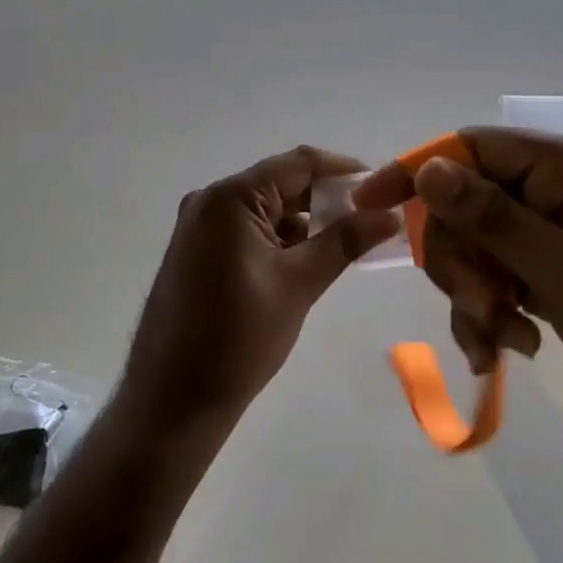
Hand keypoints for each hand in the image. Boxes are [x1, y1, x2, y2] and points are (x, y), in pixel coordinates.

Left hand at [118, 147, 401, 431]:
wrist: (172, 399)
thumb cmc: (238, 337)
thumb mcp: (299, 284)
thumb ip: (344, 242)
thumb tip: (390, 215)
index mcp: (230, 198)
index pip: (299, 164)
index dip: (344, 171)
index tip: (383, 187)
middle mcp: (210, 201)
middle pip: (281, 183)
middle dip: (328, 199)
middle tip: (373, 219)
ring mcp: (200, 226)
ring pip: (266, 209)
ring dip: (306, 221)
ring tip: (350, 242)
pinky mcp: (198, 251)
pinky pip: (248, 230)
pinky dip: (281, 239)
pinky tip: (311, 259)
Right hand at [353, 129, 562, 451]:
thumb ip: (495, 218)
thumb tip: (429, 167)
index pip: (472, 148)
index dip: (417, 172)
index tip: (369, 205)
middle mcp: (561, 190)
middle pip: (468, 203)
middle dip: (460, 260)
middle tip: (478, 309)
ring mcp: (560, 232)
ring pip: (479, 246)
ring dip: (475, 295)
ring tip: (502, 342)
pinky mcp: (560, 270)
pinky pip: (501, 277)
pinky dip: (493, 312)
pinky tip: (510, 349)